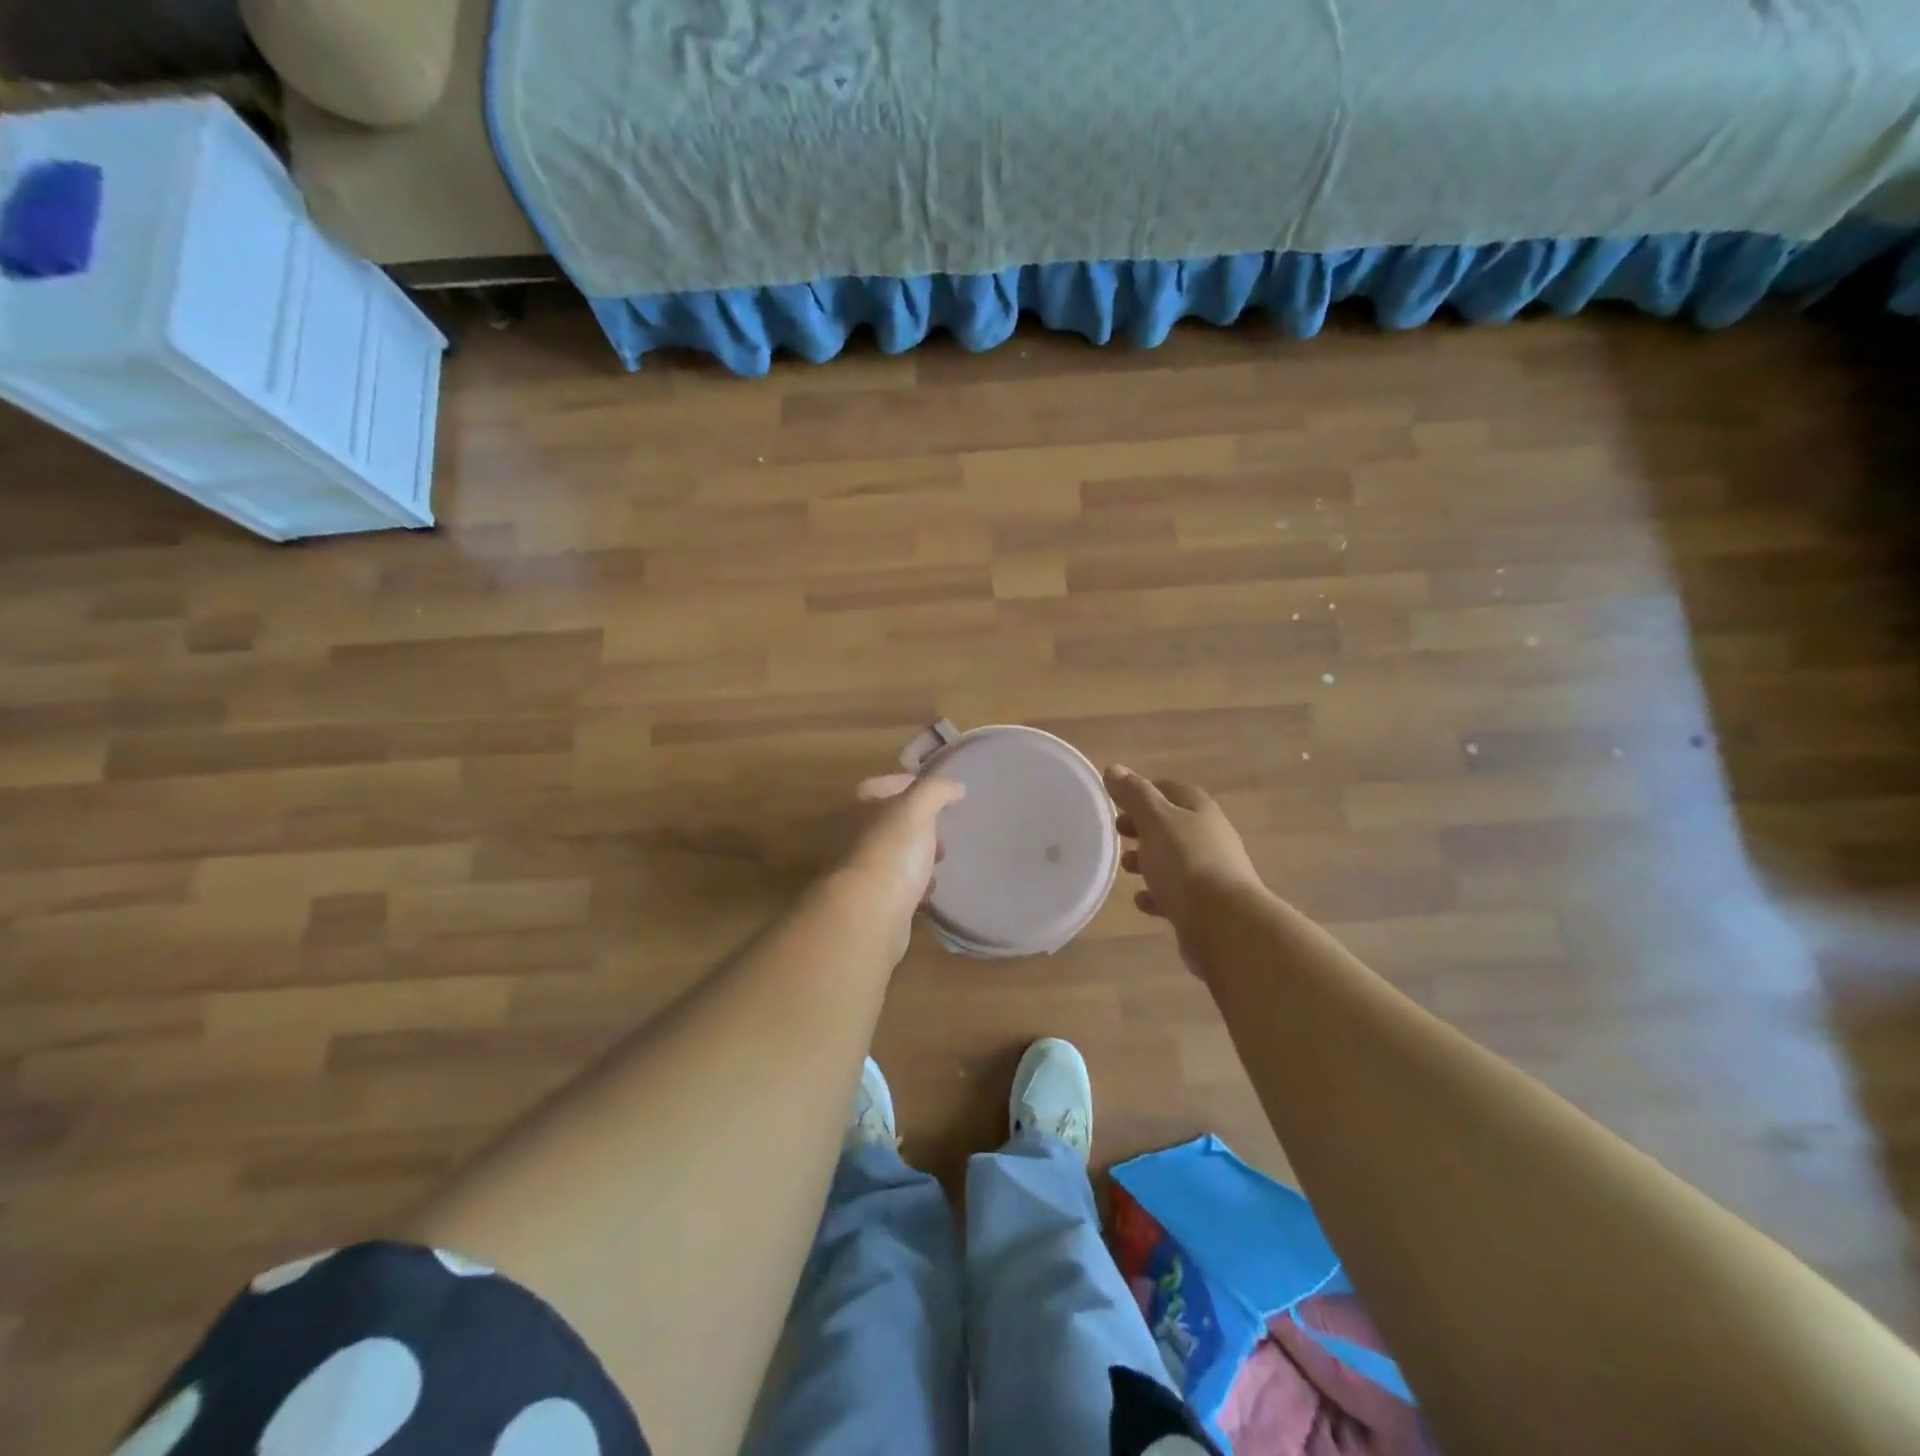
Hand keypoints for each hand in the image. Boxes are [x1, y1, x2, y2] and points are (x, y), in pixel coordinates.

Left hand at [842, 773, 965, 926]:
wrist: (868, 914)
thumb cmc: (891, 851)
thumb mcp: (916, 808)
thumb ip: (936, 790)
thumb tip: (956, 787)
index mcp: (858, 808)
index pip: (879, 785)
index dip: (909, 784)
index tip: (939, 794)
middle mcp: (852, 836)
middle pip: (888, 822)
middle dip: (919, 825)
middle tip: (943, 830)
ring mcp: (859, 870)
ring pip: (894, 854)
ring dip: (918, 856)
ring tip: (940, 861)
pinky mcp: (870, 902)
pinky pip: (897, 886)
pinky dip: (914, 886)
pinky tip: (929, 890)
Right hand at [1106, 765, 1263, 938]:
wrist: (1224, 925)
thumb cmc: (1186, 863)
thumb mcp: (1155, 821)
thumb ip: (1134, 795)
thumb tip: (1114, 768)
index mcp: (1200, 810)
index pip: (1169, 789)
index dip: (1143, 791)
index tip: (1116, 801)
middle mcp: (1210, 837)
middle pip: (1172, 824)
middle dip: (1143, 827)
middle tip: (1117, 833)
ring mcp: (1211, 872)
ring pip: (1174, 859)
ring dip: (1149, 861)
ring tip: (1126, 867)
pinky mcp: (1206, 906)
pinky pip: (1177, 894)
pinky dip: (1158, 894)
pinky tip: (1143, 901)